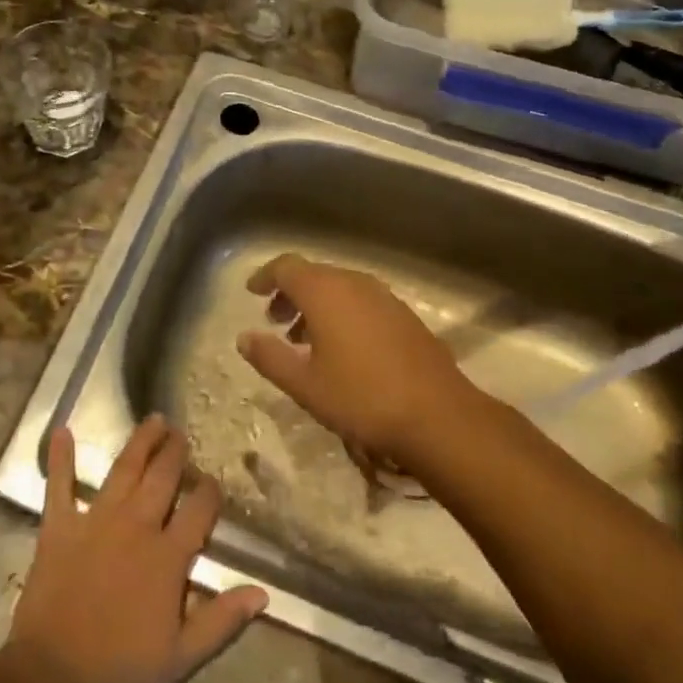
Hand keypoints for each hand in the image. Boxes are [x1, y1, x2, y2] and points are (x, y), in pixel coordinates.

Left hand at [7, 418, 268, 682]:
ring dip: (140, 443)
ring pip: (123, 470)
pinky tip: (62, 430)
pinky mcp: (59, 528)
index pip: (198, 511)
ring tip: (153, 420)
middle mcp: (135, 527)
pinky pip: (59, 485)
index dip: (209, 493)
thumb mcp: (183, 658)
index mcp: (167, 557)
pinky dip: (61, 458)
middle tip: (181, 433)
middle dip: (175, 453)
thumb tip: (262, 592)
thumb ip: (222, 620)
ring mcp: (95, 522)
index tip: (213, 482)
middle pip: (162, 478)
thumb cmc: (122, 673)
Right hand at [235, 253, 473, 464]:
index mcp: (325, 292)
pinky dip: (342, 312)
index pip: (286, 267)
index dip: (266, 277)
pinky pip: (362, 301)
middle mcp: (355, 284)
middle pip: (314, 274)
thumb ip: (269, 357)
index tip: (252, 292)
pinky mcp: (405, 315)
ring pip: (340, 287)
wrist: (438, 416)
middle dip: (290, 293)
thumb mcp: (304, 384)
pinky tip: (342, 348)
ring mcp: (384, 297)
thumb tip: (244, 337)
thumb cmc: (361, 398)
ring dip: (316, 304)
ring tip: (303, 338)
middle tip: (274, 319)